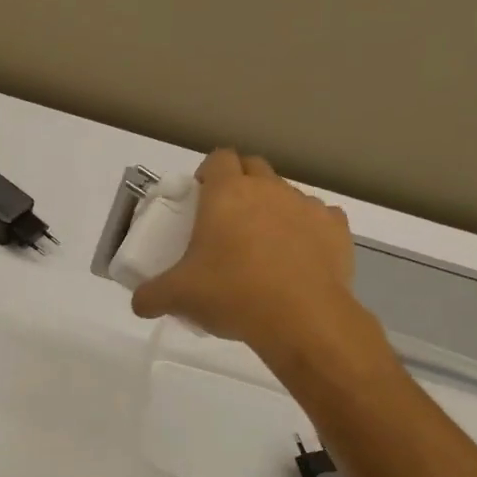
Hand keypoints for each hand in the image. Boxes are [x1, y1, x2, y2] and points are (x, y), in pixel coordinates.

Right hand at [131, 149, 386, 386]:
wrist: (301, 318)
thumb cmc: (231, 294)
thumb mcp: (177, 297)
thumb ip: (150, 295)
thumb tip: (139, 303)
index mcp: (227, 194)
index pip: (218, 158)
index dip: (208, 173)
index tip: (200, 196)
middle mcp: (269, 189)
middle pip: (254, 168)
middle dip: (240, 184)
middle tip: (226, 220)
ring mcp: (307, 206)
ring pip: (287, 194)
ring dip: (273, 210)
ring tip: (263, 246)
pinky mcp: (337, 229)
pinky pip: (319, 219)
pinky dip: (307, 231)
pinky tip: (298, 258)